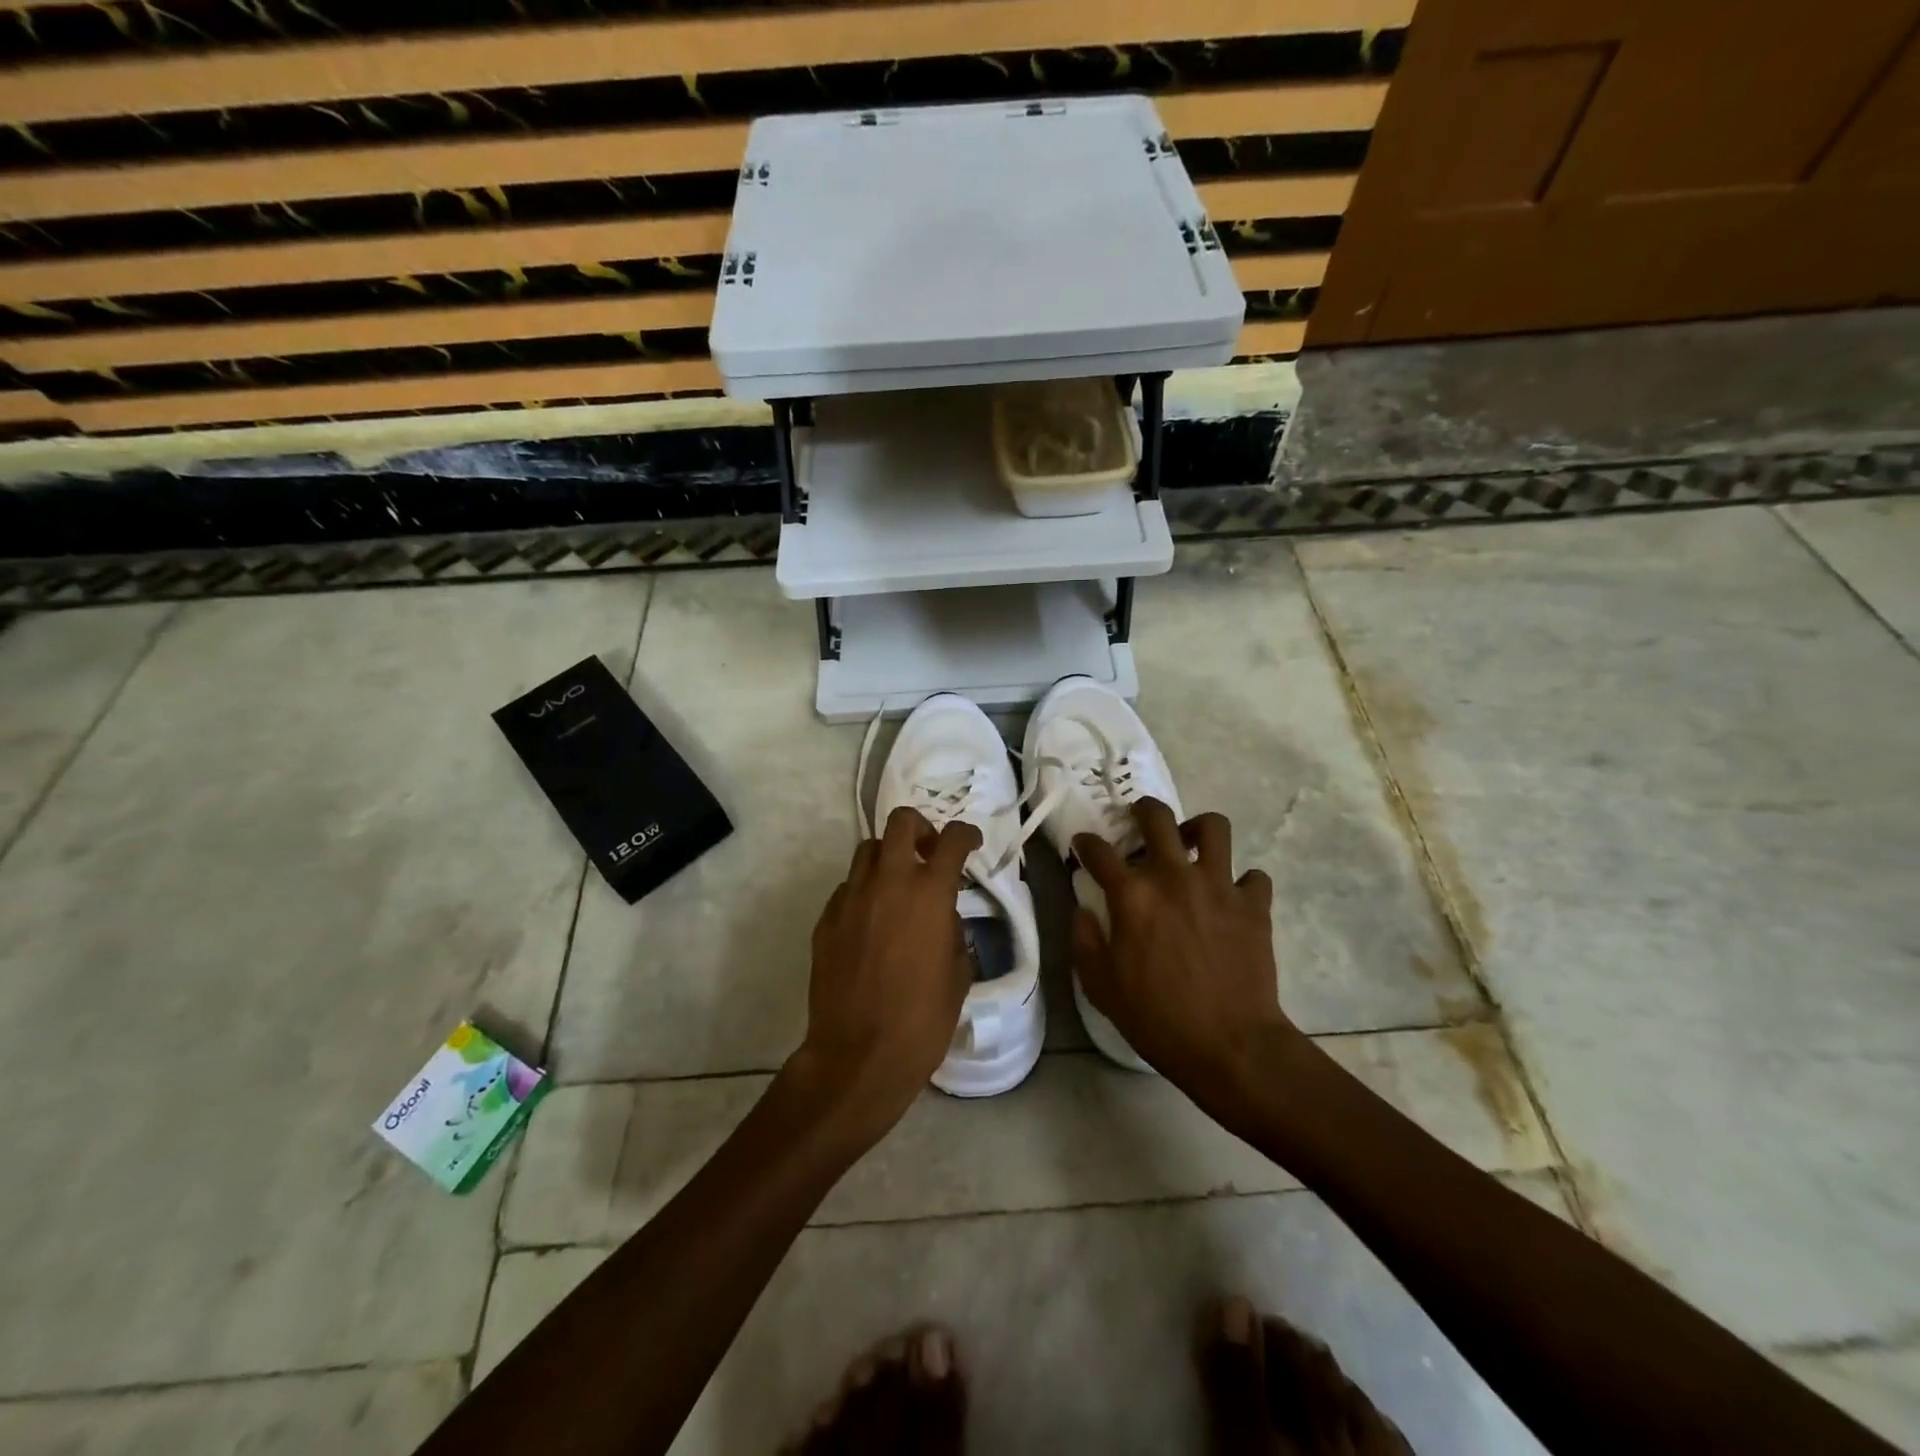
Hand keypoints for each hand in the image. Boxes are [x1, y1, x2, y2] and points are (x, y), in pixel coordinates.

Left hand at [789, 806, 980, 1147]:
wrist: (858, 1055)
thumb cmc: (922, 1020)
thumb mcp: (958, 975)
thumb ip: (954, 933)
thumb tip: (944, 919)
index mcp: (929, 893)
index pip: (952, 839)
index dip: (966, 834)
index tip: (970, 843)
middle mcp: (888, 882)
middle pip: (901, 822)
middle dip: (920, 828)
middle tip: (929, 853)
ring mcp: (851, 898)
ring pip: (868, 850)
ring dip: (888, 858)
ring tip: (897, 886)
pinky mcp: (826, 919)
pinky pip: (847, 888)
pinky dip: (863, 892)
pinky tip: (870, 922)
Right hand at [1071, 801, 1308, 1110]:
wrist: (1230, 1045)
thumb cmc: (1157, 1018)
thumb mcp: (1100, 986)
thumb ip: (1084, 940)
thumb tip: (1083, 911)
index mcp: (1132, 895)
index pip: (1099, 851)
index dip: (1086, 843)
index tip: (1084, 846)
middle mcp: (1174, 876)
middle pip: (1157, 817)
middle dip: (1142, 810)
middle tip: (1139, 821)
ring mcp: (1219, 886)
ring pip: (1214, 827)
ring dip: (1198, 830)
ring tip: (1191, 846)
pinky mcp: (1254, 904)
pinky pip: (1253, 876)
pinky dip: (1243, 882)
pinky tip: (1233, 898)